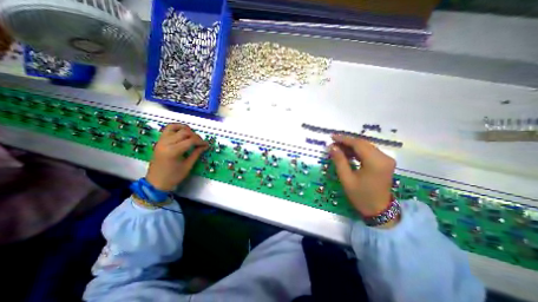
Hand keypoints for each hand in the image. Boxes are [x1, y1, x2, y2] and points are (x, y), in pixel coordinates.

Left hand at [147, 123, 208, 190]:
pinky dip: (176, 128)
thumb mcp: (188, 166)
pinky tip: (183, 132)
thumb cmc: (173, 176)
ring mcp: (161, 141)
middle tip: (200, 142)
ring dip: (186, 129)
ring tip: (192, 135)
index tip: (206, 145)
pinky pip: (167, 129)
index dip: (201, 141)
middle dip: (195, 136)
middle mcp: (166, 143)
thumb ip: (196, 153)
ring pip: (175, 127)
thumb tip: (205, 146)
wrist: (156, 182)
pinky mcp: (159, 141)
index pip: (191, 140)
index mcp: (173, 151)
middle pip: (184, 132)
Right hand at [328, 135, 394, 221]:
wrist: (379, 210)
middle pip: (363, 143)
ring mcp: (386, 159)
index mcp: (375, 162)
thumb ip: (339, 161)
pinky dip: (358, 151)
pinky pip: (369, 152)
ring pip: (366, 146)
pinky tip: (348, 153)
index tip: (331, 137)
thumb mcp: (346, 179)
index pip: (358, 144)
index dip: (344, 139)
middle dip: (347, 142)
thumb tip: (332, 147)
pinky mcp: (385, 162)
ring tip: (338, 148)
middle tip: (333, 144)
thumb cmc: (360, 196)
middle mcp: (384, 157)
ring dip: (352, 146)